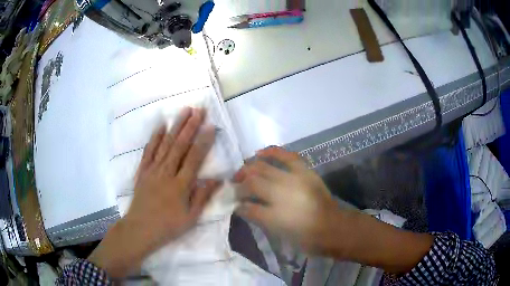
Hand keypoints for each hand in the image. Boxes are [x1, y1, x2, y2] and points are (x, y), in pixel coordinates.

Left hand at [89, 107, 219, 277]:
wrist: (140, 229)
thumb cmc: (168, 226)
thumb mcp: (191, 218)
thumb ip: (203, 197)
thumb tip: (218, 180)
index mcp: (180, 185)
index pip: (194, 158)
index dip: (203, 141)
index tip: (210, 126)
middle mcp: (167, 172)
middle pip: (180, 145)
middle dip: (190, 126)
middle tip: (199, 110)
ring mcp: (153, 170)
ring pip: (166, 144)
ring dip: (175, 126)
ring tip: (184, 111)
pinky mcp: (143, 171)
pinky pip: (149, 151)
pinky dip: (155, 137)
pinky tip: (160, 126)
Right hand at [234, 147, 337, 253]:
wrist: (332, 227)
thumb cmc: (305, 236)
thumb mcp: (279, 233)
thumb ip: (260, 219)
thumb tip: (243, 207)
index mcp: (275, 216)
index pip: (247, 207)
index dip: (238, 205)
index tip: (234, 204)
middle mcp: (281, 195)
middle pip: (252, 183)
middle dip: (239, 184)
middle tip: (234, 186)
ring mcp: (293, 179)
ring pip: (262, 168)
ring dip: (248, 168)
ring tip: (243, 171)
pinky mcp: (304, 171)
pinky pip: (286, 155)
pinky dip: (271, 152)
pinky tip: (259, 153)